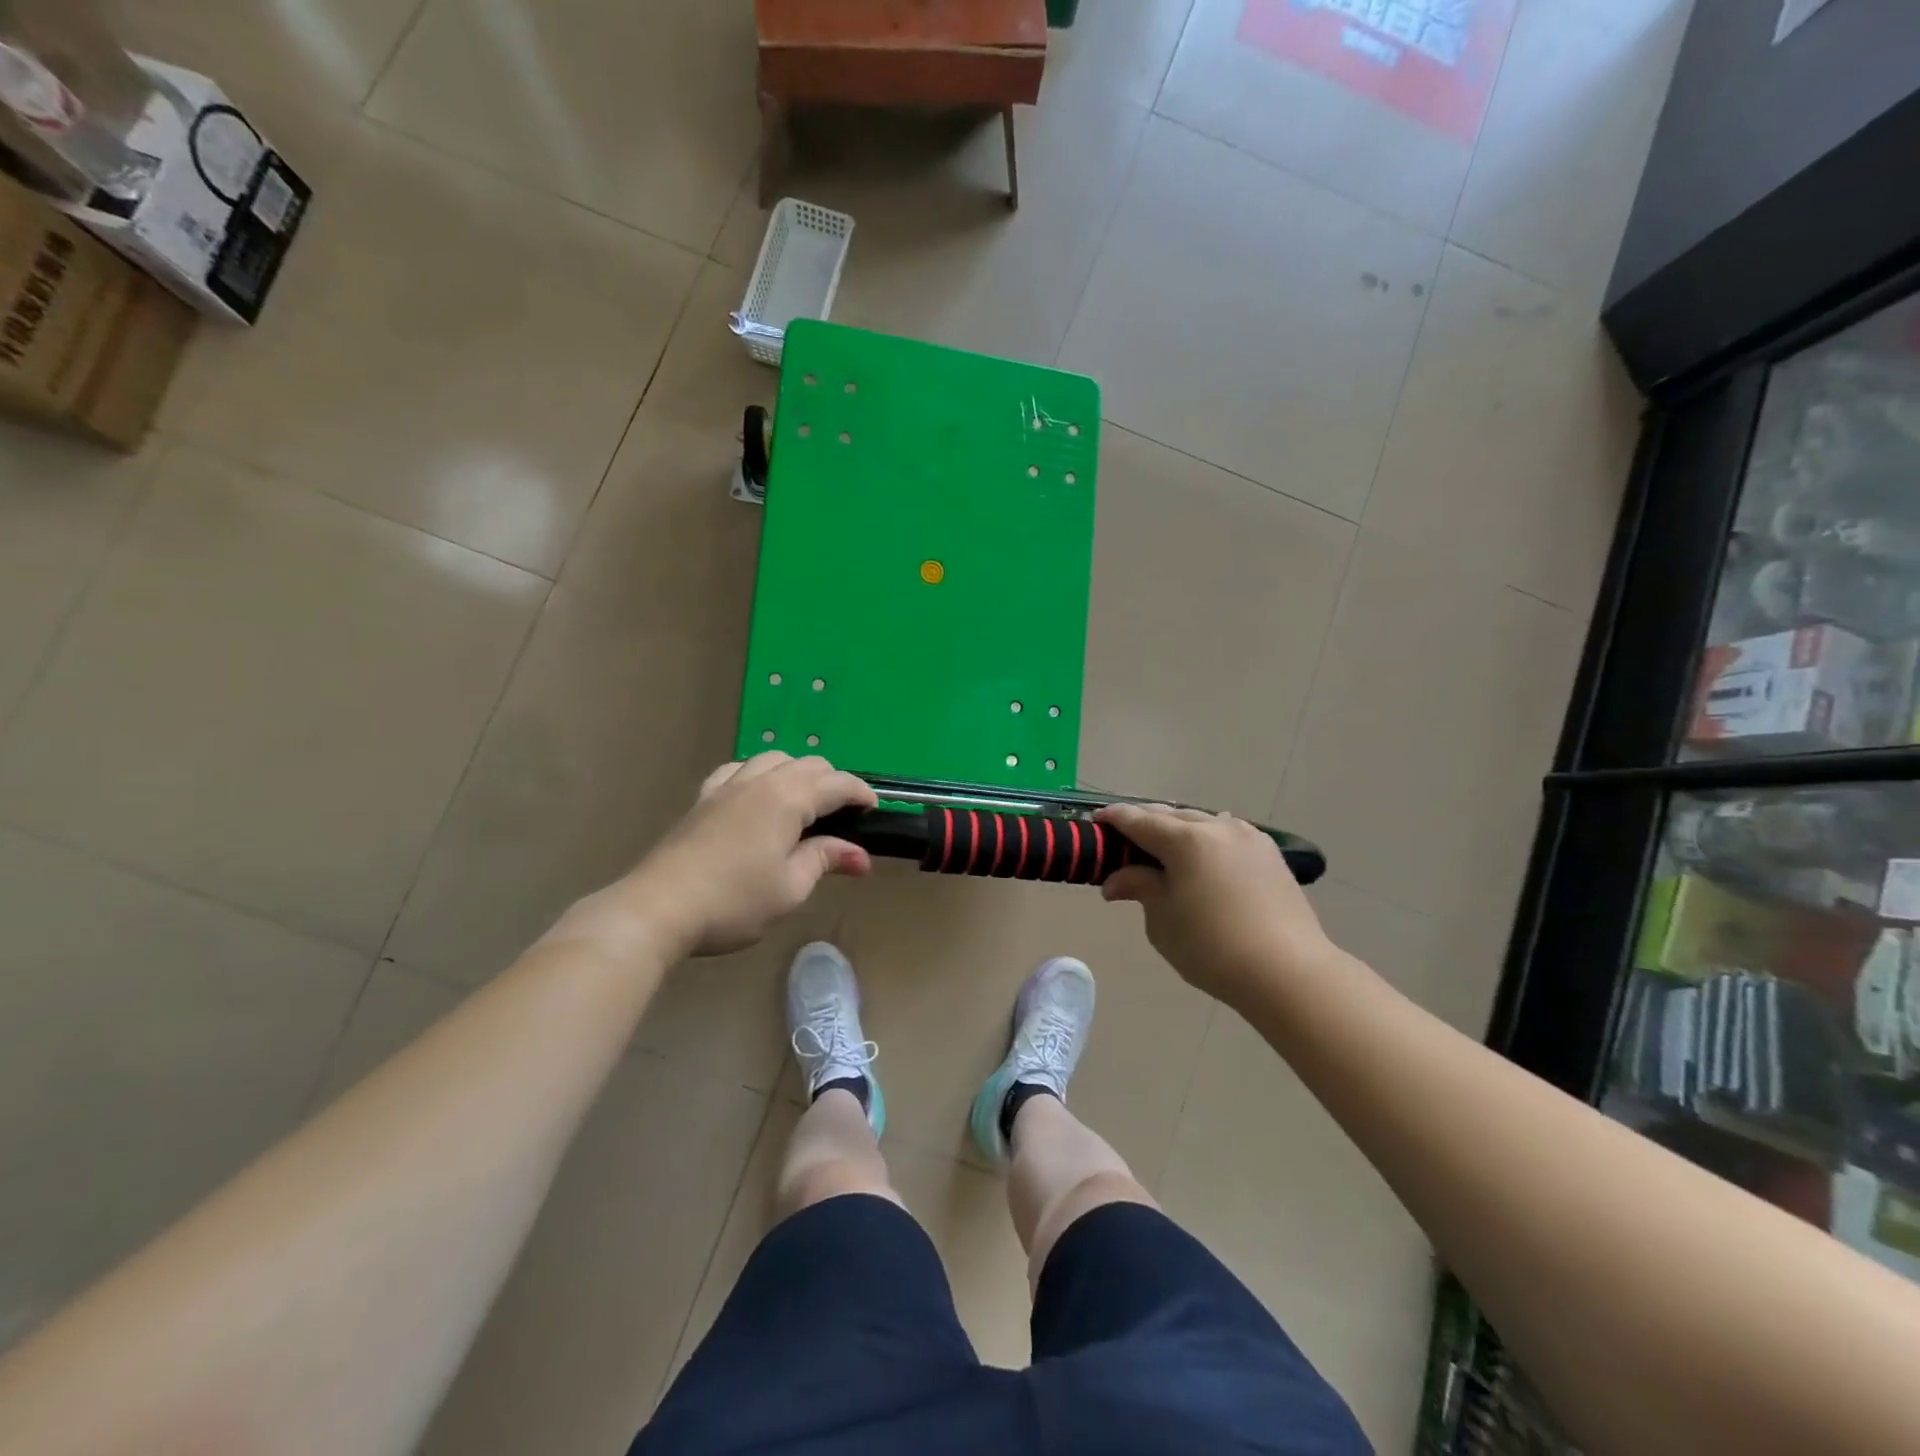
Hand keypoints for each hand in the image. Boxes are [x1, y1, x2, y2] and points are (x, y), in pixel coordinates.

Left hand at [625, 754, 876, 956]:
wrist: (658, 908)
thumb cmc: (734, 901)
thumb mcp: (790, 887)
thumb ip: (826, 860)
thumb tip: (861, 856)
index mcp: (788, 798)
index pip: (836, 783)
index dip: (861, 793)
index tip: (874, 811)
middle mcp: (760, 780)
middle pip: (808, 764)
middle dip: (833, 782)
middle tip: (844, 815)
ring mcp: (728, 785)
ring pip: (773, 758)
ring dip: (798, 773)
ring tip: (804, 802)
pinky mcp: (704, 798)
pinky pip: (738, 769)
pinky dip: (760, 774)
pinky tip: (757, 795)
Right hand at [1096, 804, 1334, 1009]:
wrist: (1287, 972)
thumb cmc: (1212, 948)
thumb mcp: (1163, 920)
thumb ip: (1140, 888)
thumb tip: (1115, 881)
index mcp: (1186, 840)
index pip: (1139, 820)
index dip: (1114, 819)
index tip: (1096, 820)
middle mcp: (1217, 827)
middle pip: (1171, 816)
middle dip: (1145, 823)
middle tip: (1124, 841)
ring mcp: (1248, 838)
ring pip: (1202, 822)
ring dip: (1178, 830)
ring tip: (1164, 850)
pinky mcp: (1269, 855)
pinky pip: (1227, 835)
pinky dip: (1206, 840)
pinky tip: (1203, 858)